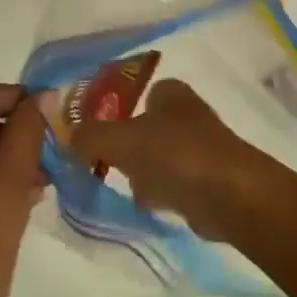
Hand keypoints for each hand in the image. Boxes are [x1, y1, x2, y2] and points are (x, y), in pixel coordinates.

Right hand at [70, 79, 263, 239]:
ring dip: (141, 173)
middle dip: (125, 148)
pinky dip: (160, 192)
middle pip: (143, 128)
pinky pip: (171, 182)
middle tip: (102, 164)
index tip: (92, 136)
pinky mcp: (207, 179)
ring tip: (128, 186)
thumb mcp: (121, 140)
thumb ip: (90, 136)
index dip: (114, 112)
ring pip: (155, 157)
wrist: (230, 195)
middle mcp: (186, 113)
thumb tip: (66, 135)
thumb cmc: (175, 154)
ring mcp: (200, 147)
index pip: (135, 94)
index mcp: (170, 92)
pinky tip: (152, 203)